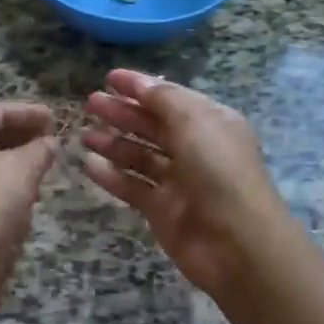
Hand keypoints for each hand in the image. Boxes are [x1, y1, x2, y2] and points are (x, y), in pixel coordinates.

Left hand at [0, 102, 56, 312]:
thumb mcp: (24, 168)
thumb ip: (40, 149)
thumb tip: (49, 141)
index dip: (27, 112)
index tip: (53, 118)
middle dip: (21, 134)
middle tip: (50, 138)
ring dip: (16, 157)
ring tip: (44, 161)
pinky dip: (7, 178)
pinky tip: (28, 188)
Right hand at [83, 70, 291, 300]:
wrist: (238, 244)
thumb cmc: (220, 171)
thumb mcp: (195, 123)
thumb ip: (163, 100)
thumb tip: (139, 83)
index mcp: (210, 123)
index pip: (170, 98)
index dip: (140, 87)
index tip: (109, 78)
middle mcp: (195, 149)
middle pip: (152, 125)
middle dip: (122, 113)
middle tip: (90, 103)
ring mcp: (178, 181)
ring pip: (140, 156)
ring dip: (113, 143)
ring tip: (84, 135)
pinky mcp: (162, 210)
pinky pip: (132, 186)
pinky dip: (111, 176)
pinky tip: (88, 165)